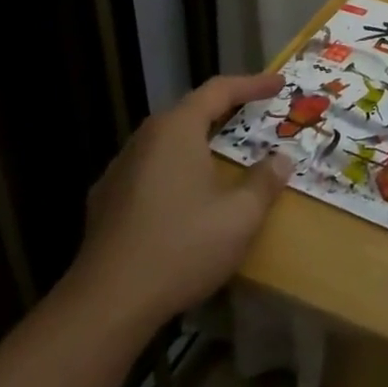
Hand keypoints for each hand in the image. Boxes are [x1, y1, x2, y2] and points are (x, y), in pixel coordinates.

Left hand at [69, 72, 291, 326]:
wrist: (108, 302)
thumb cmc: (182, 247)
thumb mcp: (240, 216)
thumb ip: (264, 182)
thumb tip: (282, 159)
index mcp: (176, 131)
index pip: (218, 91)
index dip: (252, 84)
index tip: (280, 84)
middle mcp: (144, 140)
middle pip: (189, 112)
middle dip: (225, 110)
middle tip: (255, 115)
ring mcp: (119, 170)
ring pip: (167, 142)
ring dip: (199, 141)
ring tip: (224, 154)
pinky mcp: (105, 201)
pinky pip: (151, 169)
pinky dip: (177, 169)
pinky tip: (187, 194)